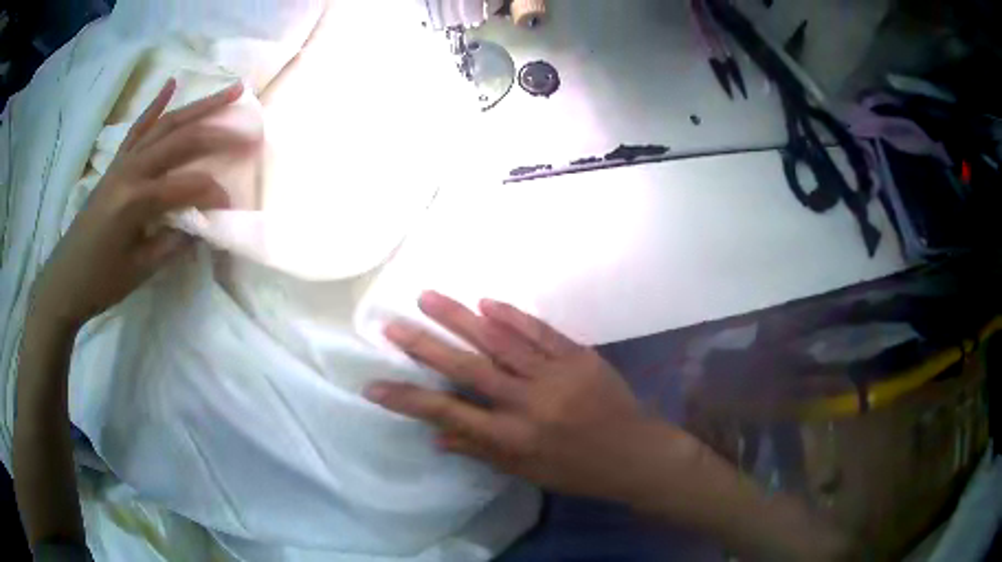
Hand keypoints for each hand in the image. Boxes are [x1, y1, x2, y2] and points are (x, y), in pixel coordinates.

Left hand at [30, 79, 246, 329]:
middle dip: (218, 135)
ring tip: (230, 91)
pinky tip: (171, 84)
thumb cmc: (100, 283)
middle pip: (181, 141)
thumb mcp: (139, 271)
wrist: (64, 281)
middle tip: (250, 131)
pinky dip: (155, 106)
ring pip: (166, 125)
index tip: (230, 206)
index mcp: (136, 201)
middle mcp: (130, 171)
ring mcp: (122, 163)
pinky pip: (138, 129)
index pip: (185, 186)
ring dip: (199, 106)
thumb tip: (201, 225)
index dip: (212, 194)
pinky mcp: (115, 165)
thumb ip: (172, 243)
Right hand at [365, 291, 652, 501]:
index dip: (407, 399)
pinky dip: (512, 316)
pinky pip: (540, 332)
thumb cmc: (578, 470)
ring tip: (428, 297)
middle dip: (426, 345)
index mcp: (513, 438)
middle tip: (393, 324)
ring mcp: (556, 375)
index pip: (449, 414)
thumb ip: (480, 450)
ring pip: (500, 341)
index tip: (373, 385)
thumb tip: (435, 436)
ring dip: (461, 317)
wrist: (636, 452)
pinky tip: (487, 302)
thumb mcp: (527, 471)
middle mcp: (528, 403)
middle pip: (468, 368)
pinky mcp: (579, 356)